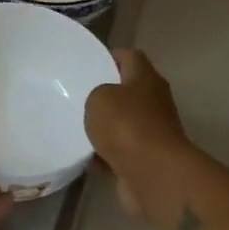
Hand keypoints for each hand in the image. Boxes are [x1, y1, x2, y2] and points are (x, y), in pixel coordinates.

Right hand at [85, 48, 188, 218]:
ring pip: (122, 123)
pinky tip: (85, 158)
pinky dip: (105, 155)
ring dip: (104, 127)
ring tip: (75, 128)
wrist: (153, 174)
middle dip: (105, 94)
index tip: (88, 62)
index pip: (130, 56)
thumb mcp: (99, 98)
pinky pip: (120, 151)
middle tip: (76, 96)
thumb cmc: (126, 126)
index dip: (111, 55)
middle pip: (127, 91)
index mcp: (146, 78)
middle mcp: (153, 102)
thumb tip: (102, 104)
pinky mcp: (145, 159)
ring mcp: (152, 132)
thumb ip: (96, 95)